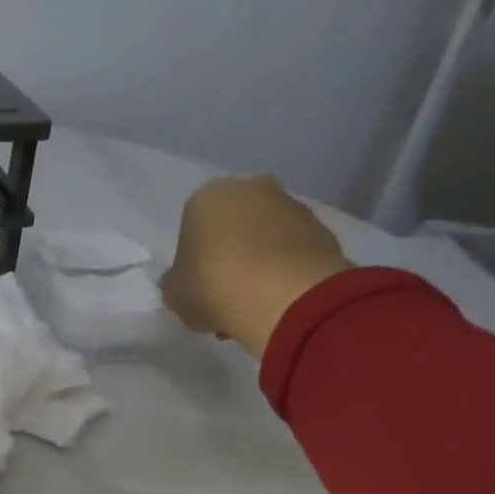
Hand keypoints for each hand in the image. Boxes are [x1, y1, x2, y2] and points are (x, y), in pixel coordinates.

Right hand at [160, 175, 353, 357]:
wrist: (283, 295)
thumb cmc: (213, 287)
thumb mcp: (175, 296)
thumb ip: (175, 285)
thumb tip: (179, 282)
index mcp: (205, 199)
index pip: (191, 229)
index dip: (192, 263)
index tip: (196, 288)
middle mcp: (249, 189)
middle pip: (231, 227)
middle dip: (227, 257)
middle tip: (223, 295)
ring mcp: (289, 204)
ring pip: (263, 237)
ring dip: (256, 264)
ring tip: (251, 304)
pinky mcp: (319, 226)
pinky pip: (290, 250)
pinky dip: (282, 270)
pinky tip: (275, 300)